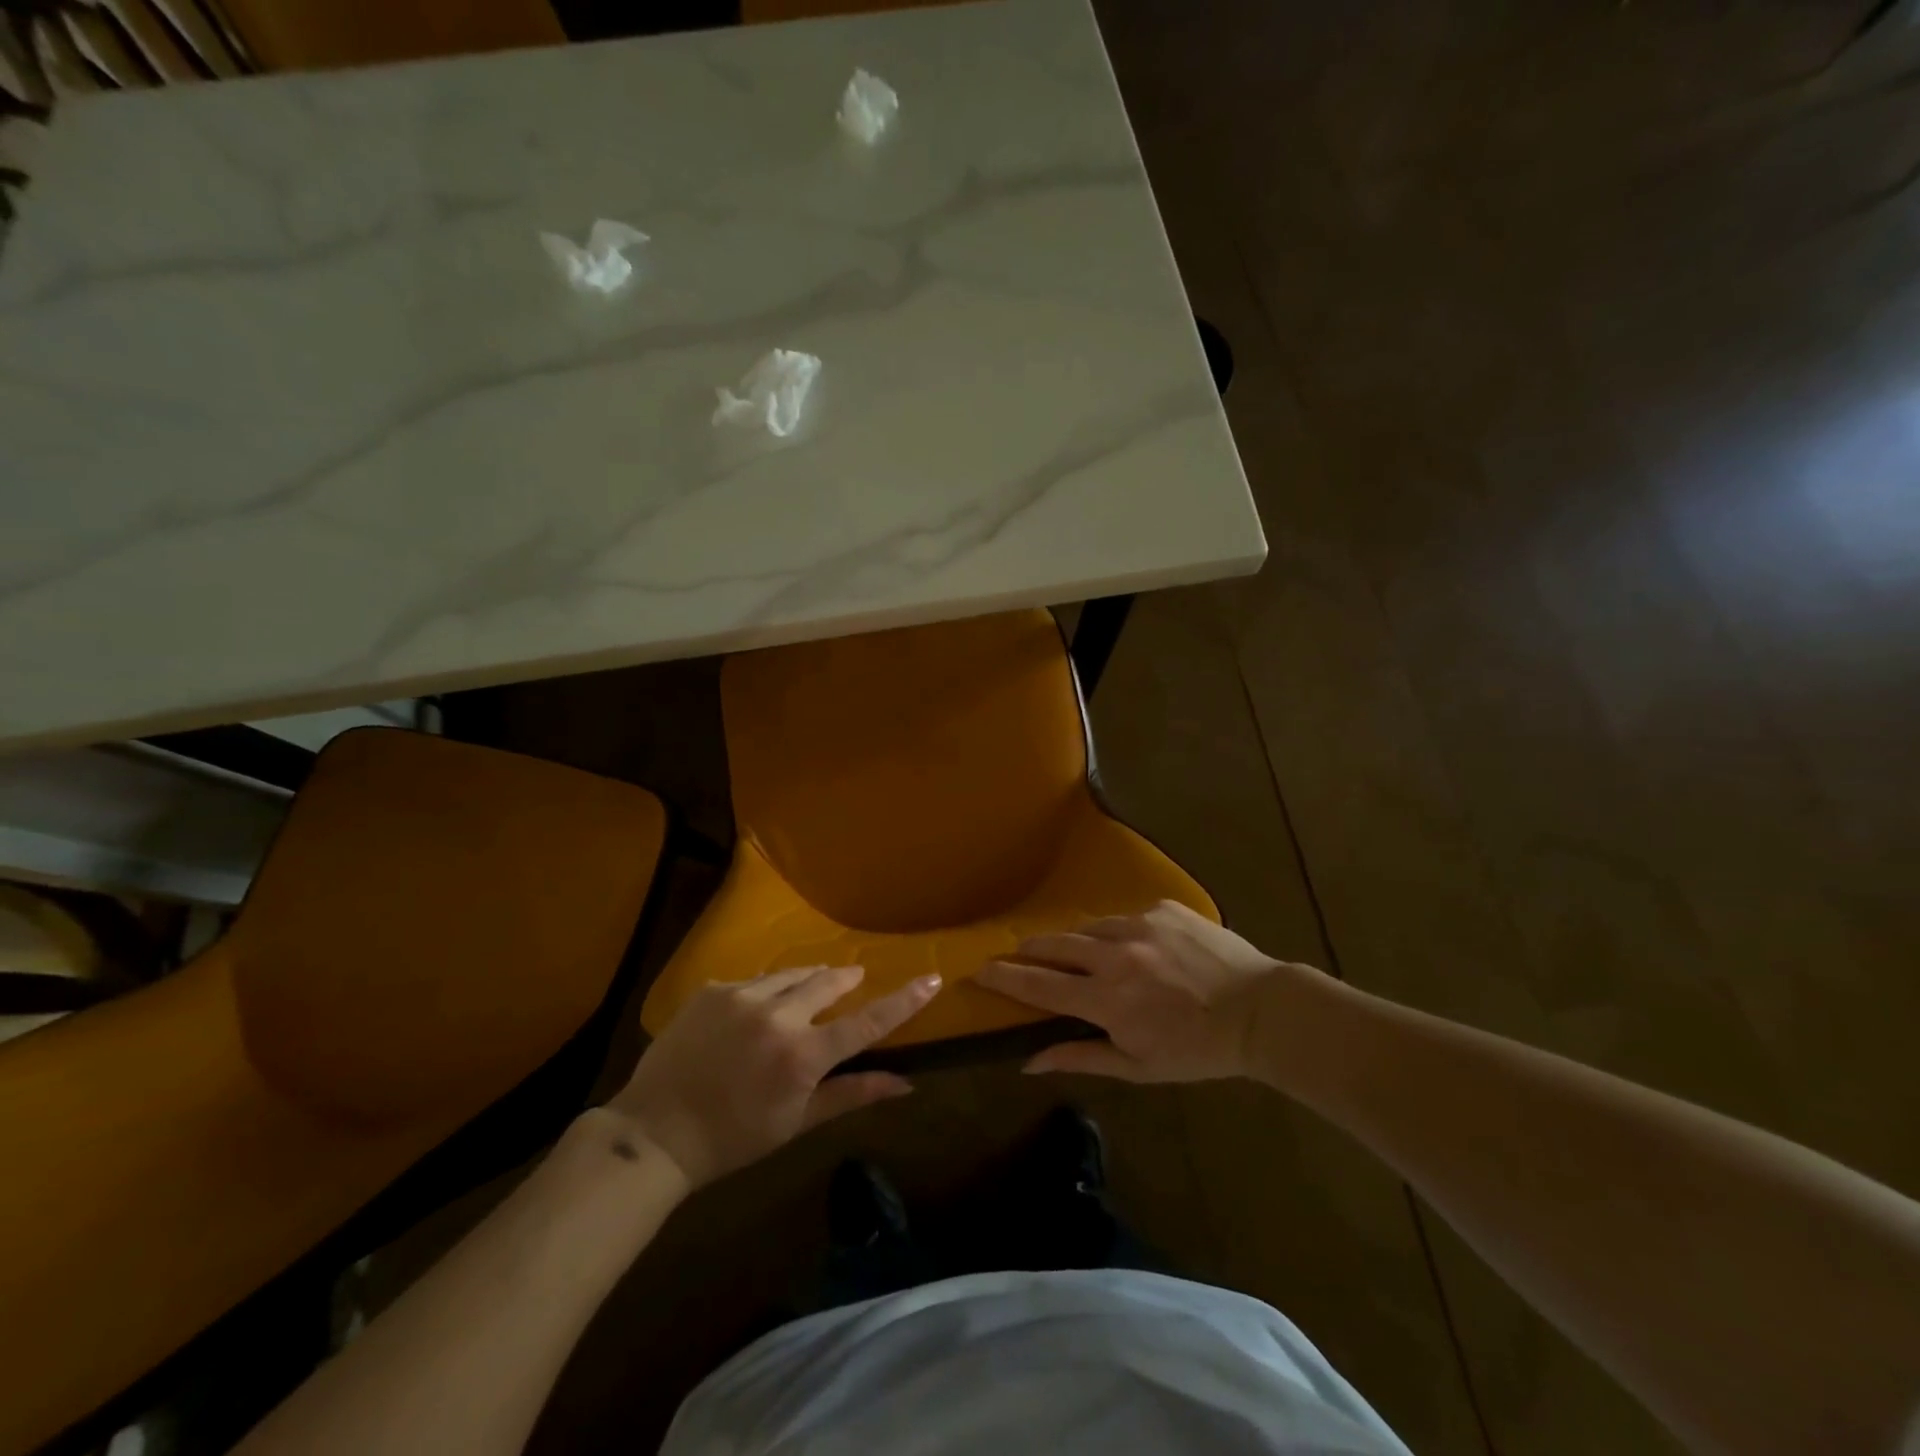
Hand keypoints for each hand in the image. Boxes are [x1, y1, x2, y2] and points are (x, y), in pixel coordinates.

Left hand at [607, 966, 938, 1187]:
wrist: (655, 1133)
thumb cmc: (733, 1138)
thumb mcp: (797, 1122)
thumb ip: (852, 1095)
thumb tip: (906, 1084)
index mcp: (802, 1055)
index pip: (866, 1022)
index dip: (903, 1000)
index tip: (931, 977)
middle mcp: (777, 1016)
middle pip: (827, 981)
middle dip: (844, 979)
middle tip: (851, 980)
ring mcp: (740, 997)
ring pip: (790, 975)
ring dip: (804, 981)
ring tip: (804, 992)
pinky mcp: (712, 990)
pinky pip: (751, 980)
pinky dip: (763, 990)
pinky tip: (753, 1011)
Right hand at [975, 901, 1319, 1081]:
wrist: (1262, 1010)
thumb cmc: (1198, 1050)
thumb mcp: (1139, 1067)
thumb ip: (1081, 1057)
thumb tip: (1029, 1062)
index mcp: (1107, 999)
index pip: (1039, 986)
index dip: (1004, 978)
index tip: (979, 972)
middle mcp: (1115, 955)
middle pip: (1053, 945)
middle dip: (1028, 951)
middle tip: (1016, 957)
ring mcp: (1140, 924)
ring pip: (1088, 928)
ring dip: (1076, 943)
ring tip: (1079, 956)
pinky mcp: (1163, 908)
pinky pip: (1125, 917)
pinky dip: (1119, 933)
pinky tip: (1136, 949)